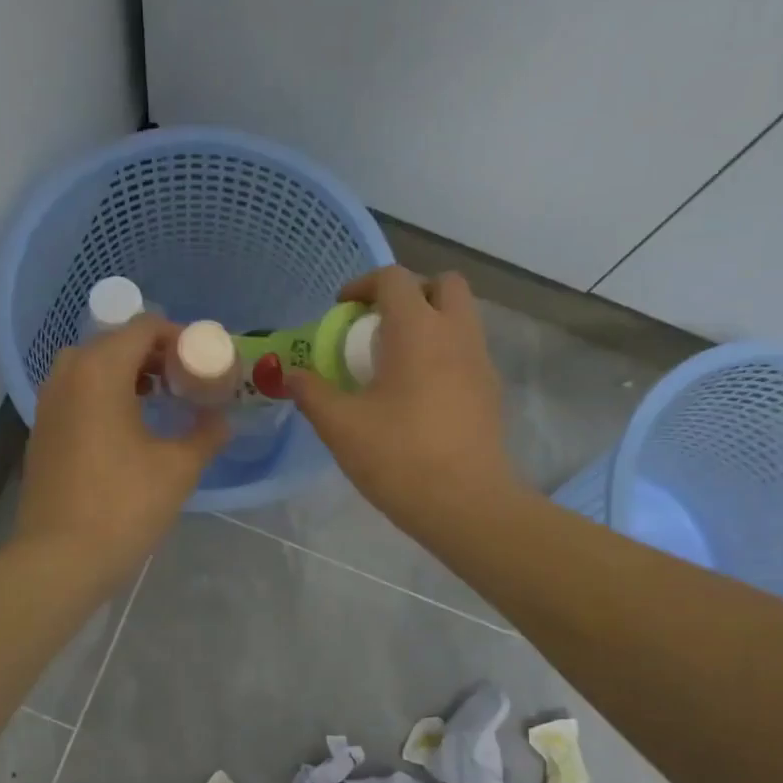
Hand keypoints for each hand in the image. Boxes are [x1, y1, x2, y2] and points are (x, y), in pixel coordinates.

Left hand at [15, 314, 228, 588]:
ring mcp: (49, 402)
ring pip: (93, 366)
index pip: (145, 327)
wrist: (60, 558)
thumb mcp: (179, 468)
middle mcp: (68, 373)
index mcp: (101, 370)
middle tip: (187, 381)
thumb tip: (220, 419)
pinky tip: (129, 428)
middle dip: (155, 354)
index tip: (204, 363)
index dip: (180, 337)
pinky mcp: (42, 429)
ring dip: (129, 373)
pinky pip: (78, 392)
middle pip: (117, 342)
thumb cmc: (124, 505)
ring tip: (161, 401)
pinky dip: (106, 394)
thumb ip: (206, 433)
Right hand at [287, 267, 522, 538]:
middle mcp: (456, 333)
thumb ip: (312, 393)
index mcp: (417, 330)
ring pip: (461, 317)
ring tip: (395, 361)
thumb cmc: (398, 457)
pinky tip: (419, 394)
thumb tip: (291, 376)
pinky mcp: (491, 391)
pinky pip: (467, 351)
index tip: (341, 310)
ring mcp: (480, 362)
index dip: (363, 285)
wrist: (465, 504)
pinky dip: (443, 353)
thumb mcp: (341, 426)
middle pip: (443, 284)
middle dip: (409, 293)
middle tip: (378, 326)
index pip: (394, 278)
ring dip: (429, 322)